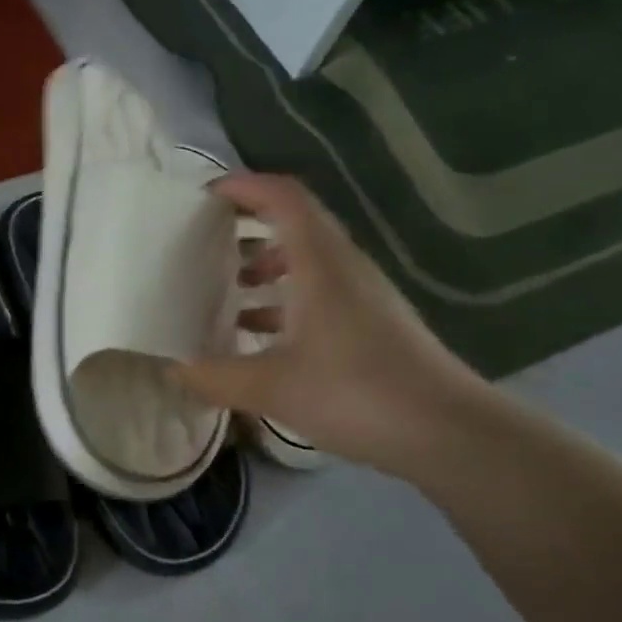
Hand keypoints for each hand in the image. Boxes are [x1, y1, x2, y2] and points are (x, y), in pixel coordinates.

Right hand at [172, 174, 485, 474]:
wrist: (450, 434)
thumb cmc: (356, 393)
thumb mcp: (270, 387)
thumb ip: (213, 376)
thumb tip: (171, 370)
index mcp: (320, 264)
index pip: (283, 198)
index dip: (244, 186)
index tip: (203, 197)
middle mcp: (343, 268)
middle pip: (294, 223)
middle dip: (247, 224)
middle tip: (204, 241)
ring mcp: (362, 296)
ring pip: (306, 260)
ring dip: (265, 264)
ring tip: (225, 288)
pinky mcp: (371, 324)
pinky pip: (318, 292)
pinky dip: (284, 299)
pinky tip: (259, 334)